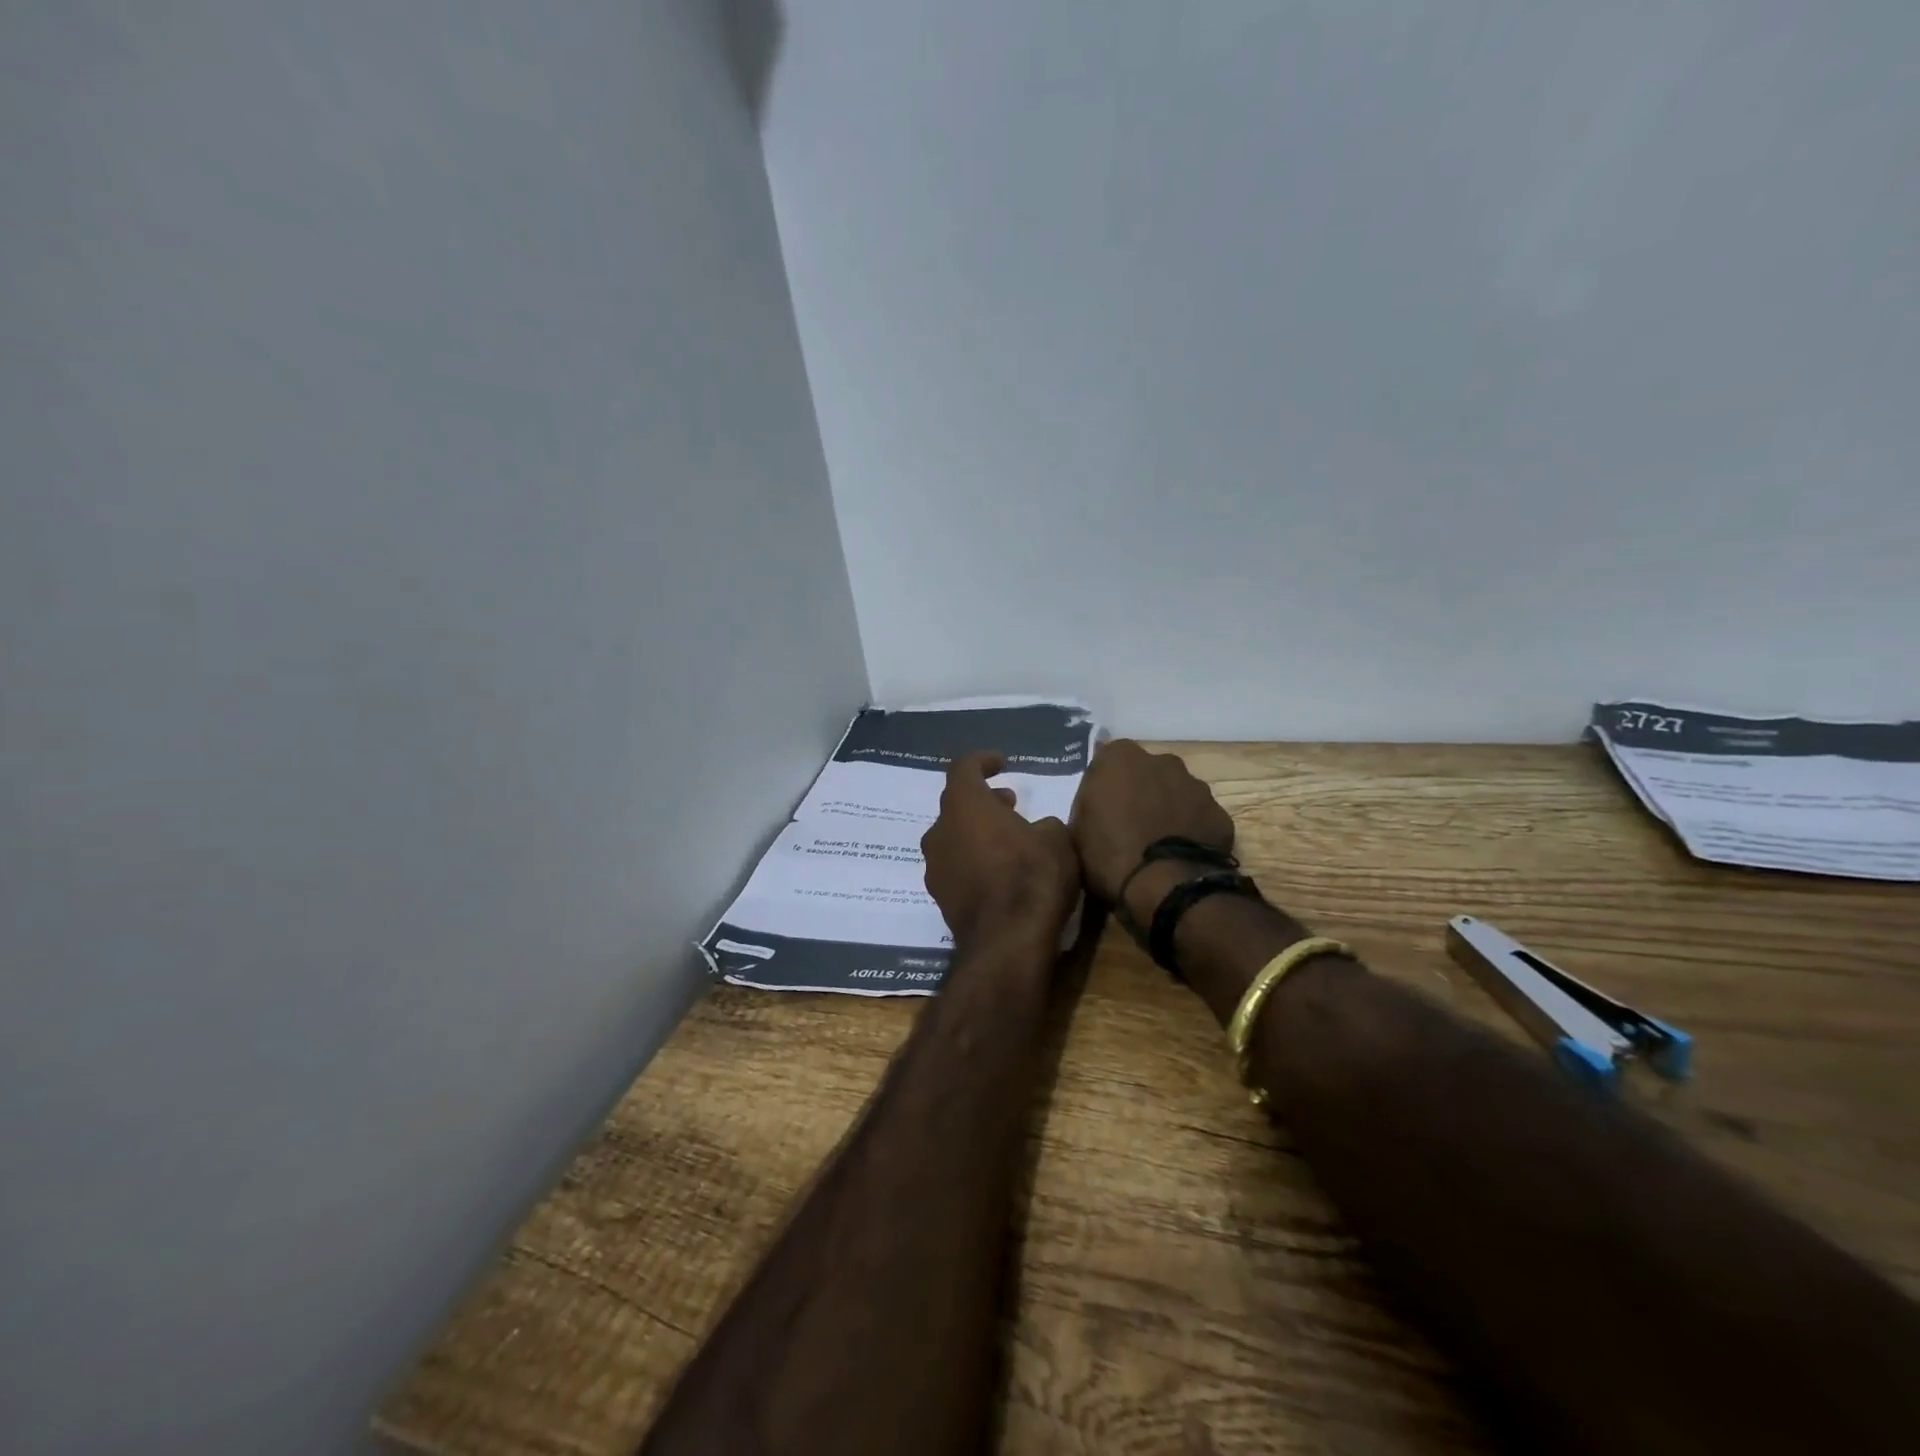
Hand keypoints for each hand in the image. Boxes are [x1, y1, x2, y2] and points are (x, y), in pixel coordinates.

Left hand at [921, 752, 1078, 948]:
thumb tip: (1037, 829)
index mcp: (964, 805)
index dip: (983, 761)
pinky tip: (999, 874)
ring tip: (1008, 841)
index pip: (963, 767)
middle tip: (1010, 805)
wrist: (1007, 943)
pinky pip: (955, 866)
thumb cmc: (1032, 877)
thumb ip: (1044, 824)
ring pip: (953, 837)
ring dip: (977, 832)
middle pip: (956, 804)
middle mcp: (939, 831)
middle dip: (983, 801)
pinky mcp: (939, 897)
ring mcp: (935, 866)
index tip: (1002, 763)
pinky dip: (973, 861)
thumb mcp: (1057, 840)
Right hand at [1070, 739, 1235, 911]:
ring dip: (1168, 809)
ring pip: (1177, 792)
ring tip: (1158, 843)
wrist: (1165, 886)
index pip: (1108, 760)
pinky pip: (1199, 817)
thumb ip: (1088, 804)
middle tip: (1130, 824)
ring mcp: (1196, 786)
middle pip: (1147, 772)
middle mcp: (1162, 761)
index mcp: (1121, 758)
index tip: (1101, 808)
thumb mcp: (1077, 829)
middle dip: (1140, 791)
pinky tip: (1181, 856)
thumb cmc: (1109, 854)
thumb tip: (1097, 803)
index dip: (1105, 785)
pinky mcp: (1219, 814)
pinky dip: (1191, 830)